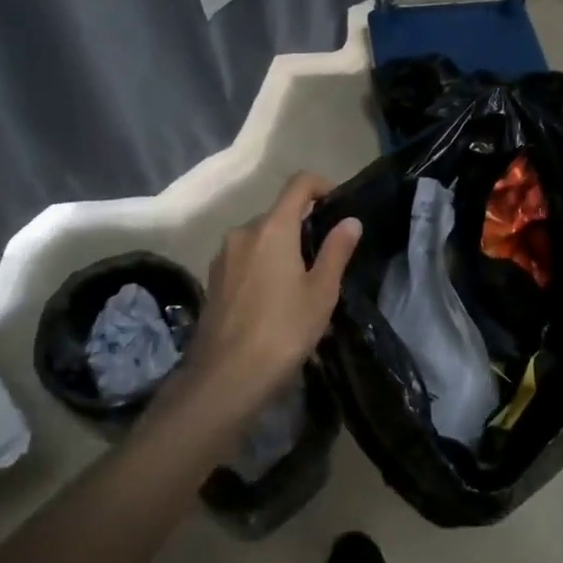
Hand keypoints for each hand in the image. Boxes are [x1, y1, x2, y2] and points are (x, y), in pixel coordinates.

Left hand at [181, 172, 362, 418]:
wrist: (224, 378)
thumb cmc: (283, 330)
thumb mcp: (321, 292)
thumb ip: (336, 251)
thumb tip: (350, 221)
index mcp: (273, 227)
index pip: (299, 184)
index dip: (322, 186)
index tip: (338, 206)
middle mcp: (244, 232)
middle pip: (279, 214)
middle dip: (303, 229)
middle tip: (325, 261)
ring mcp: (223, 256)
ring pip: (261, 239)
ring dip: (282, 251)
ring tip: (300, 287)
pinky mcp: (213, 280)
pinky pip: (245, 260)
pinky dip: (263, 268)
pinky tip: (273, 302)